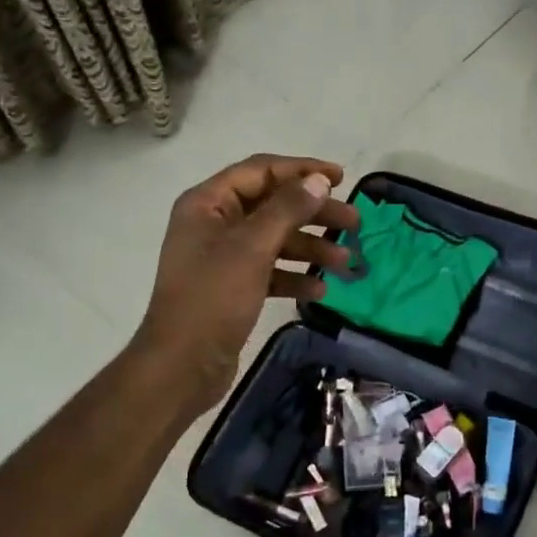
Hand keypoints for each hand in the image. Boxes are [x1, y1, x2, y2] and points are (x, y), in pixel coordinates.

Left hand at [133, 154, 361, 419]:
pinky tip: (320, 291)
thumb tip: (318, 181)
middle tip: (355, 225)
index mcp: (208, 203)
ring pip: (276, 240)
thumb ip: (287, 209)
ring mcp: (223, 257)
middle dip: (315, 214)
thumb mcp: (252, 248)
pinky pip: (270, 271)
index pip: (261, 171)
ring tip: (346, 264)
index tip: (341, 179)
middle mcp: (214, 224)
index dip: (302, 170)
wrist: (181, 366)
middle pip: (273, 206)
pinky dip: (295, 277)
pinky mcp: (233, 288)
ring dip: (311, 248)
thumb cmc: (212, 298)